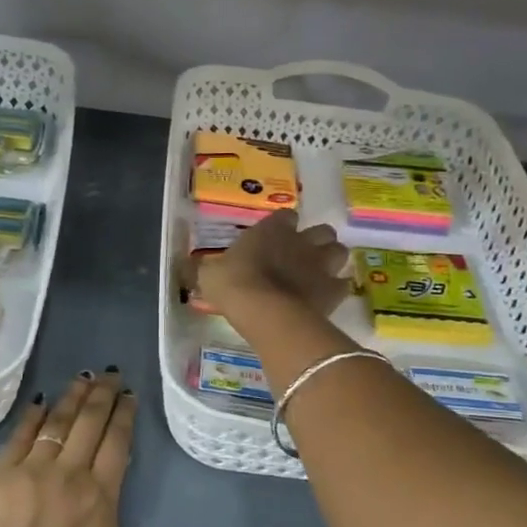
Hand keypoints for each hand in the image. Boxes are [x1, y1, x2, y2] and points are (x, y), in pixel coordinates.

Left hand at [0, 372, 202, 526]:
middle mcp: (70, 475)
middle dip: (103, 394)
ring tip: (84, 377)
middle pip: (90, 422)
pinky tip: (42, 402)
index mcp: (100, 499)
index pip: (117, 442)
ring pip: (58, 421)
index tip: (130, 395)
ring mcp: (31, 471)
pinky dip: (34, 416)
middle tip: (111, 374)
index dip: (125, 414)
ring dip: (73, 396)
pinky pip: (21, 435)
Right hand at [192, 209, 351, 318]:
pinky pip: (343, 284)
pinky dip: (337, 289)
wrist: (264, 310)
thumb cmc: (234, 284)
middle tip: (304, 255)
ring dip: (332, 260)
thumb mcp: (208, 274)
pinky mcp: (333, 290)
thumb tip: (183, 267)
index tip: (278, 235)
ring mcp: (321, 264)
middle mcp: (301, 241)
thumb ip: (201, 268)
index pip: (286, 216)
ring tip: (320, 273)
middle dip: (317, 240)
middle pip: (322, 231)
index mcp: (272, 229)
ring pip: (339, 252)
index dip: (285, 225)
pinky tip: (326, 298)